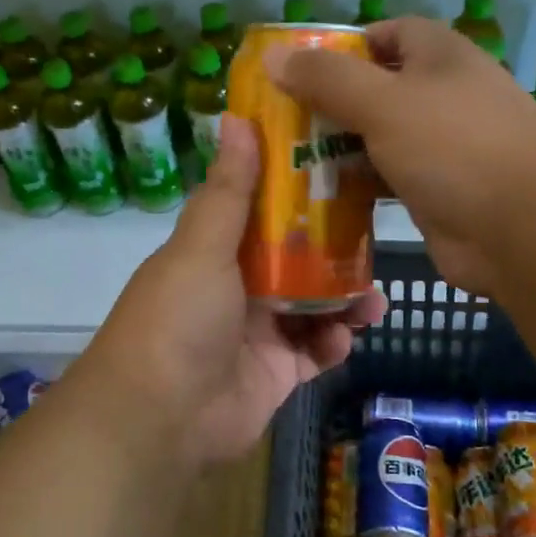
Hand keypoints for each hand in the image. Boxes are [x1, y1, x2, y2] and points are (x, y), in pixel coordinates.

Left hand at [78, 115, 386, 467]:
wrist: (161, 419)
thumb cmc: (179, 319)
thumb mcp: (201, 246)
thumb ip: (227, 189)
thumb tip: (236, 116)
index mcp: (216, 251)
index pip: (264, 211)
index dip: (300, 192)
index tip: (343, 172)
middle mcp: (237, 287)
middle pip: (297, 259)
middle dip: (335, 252)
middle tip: (374, 242)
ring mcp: (258, 332)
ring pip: (314, 306)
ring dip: (344, 301)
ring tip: (373, 301)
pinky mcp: (276, 374)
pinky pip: (315, 352)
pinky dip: (333, 344)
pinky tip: (344, 339)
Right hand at [270, 17, 535, 294]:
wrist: (525, 228)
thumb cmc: (455, 147)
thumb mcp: (384, 103)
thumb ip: (328, 78)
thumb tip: (274, 55)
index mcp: (439, 57)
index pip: (387, 34)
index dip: (345, 46)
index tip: (300, 69)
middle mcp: (442, 96)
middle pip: (376, 89)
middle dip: (330, 103)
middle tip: (279, 122)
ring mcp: (440, 147)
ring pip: (378, 138)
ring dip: (339, 148)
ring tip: (285, 159)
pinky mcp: (435, 191)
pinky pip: (385, 179)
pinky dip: (356, 185)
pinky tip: (317, 197)